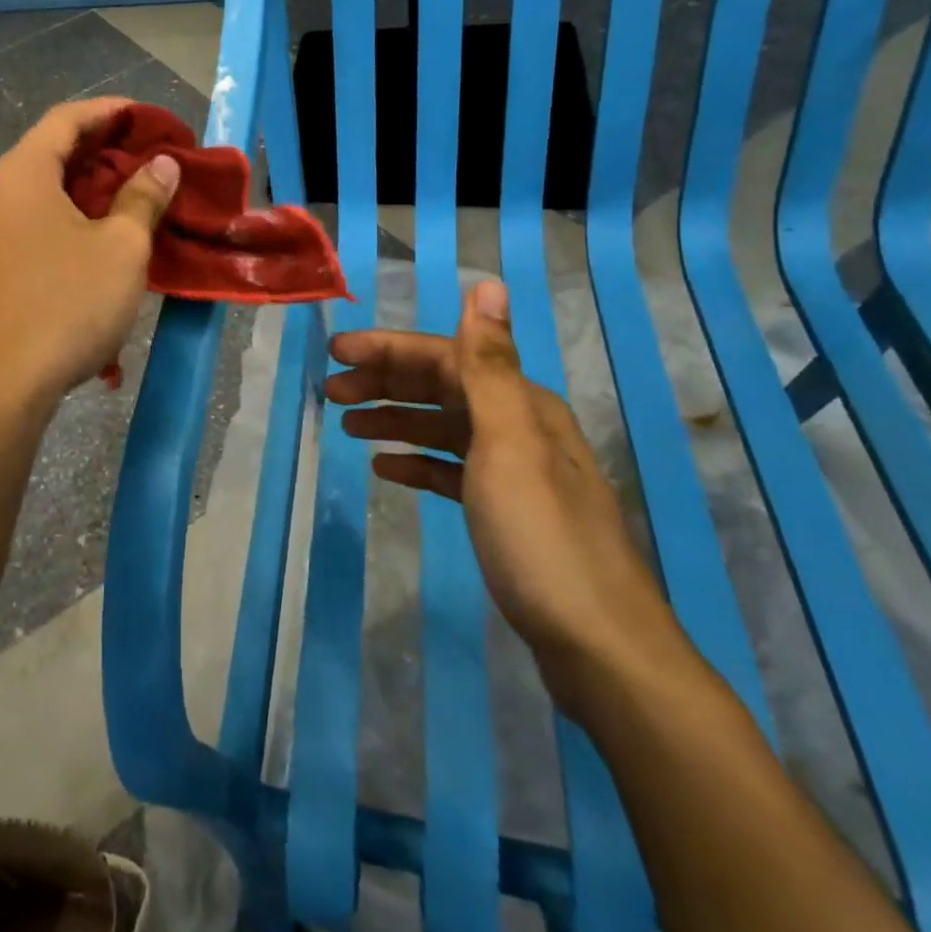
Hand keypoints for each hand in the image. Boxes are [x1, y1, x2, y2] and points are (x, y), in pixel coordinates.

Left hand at [0, 98, 178, 406]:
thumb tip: (161, 165)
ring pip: (38, 193)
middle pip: (48, 154)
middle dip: (99, 152)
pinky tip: (93, 244)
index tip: (144, 117)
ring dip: (83, 190)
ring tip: (126, 200)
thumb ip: (143, 198)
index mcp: (22, 175)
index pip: (64, 119)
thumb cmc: (69, 303)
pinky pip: (28, 226)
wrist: (4, 384)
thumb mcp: (121, 248)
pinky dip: (63, 220)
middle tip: (144, 160)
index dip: (108, 112)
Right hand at [327, 278, 695, 713]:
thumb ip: (490, 364)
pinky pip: (452, 471)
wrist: (599, 648)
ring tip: (348, 425)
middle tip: (331, 392)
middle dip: (385, 383)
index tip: (335, 352)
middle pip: (442, 389)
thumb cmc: (541, 537)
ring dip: (396, 420)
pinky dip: (418, 462)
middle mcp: (520, 427)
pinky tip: (386, 467)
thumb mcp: (509, 443)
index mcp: (520, 404)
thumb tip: (489, 282)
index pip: (445, 357)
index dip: (388, 350)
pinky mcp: (506, 513)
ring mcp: (514, 473)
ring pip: (444, 428)